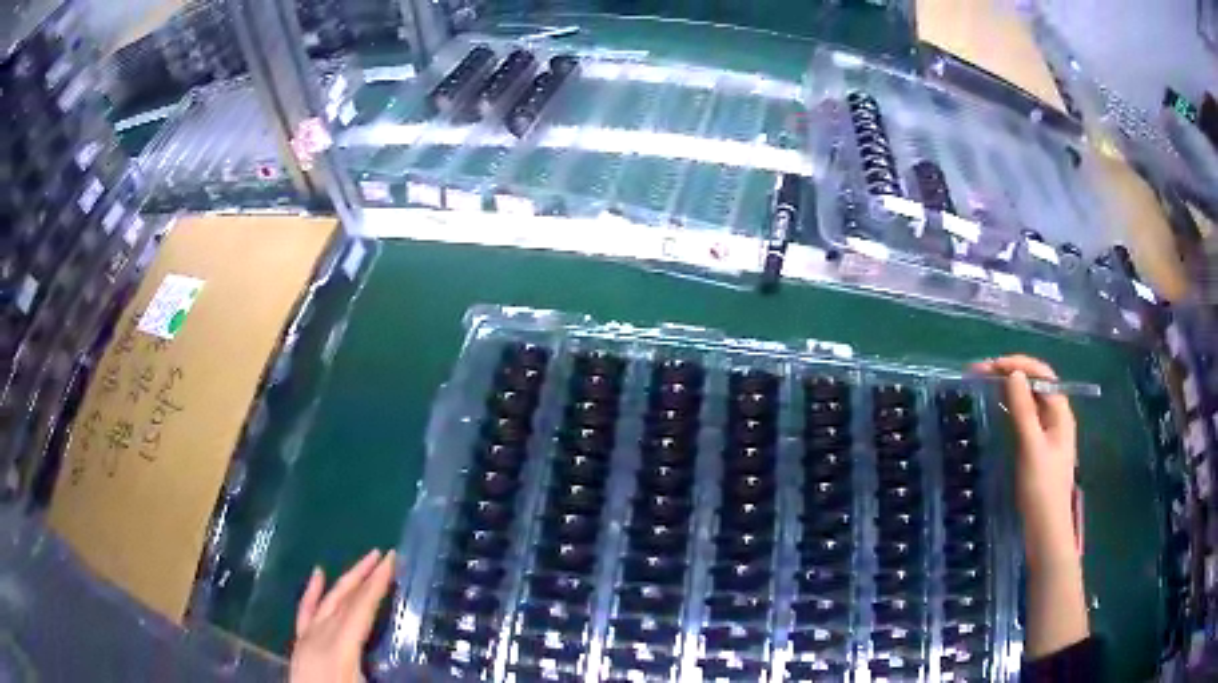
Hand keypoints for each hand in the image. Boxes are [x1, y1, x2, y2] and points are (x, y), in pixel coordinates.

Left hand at [290, 549, 395, 682]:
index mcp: (340, 648)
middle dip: (363, 575)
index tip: (392, 560)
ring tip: (362, 563)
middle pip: (343, 599)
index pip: (361, 608)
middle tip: (382, 555)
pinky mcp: (300, 645)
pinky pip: (305, 612)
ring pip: (326, 601)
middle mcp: (320, 637)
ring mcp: (307, 639)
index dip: (377, 583)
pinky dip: (312, 592)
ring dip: (345, 580)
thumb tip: (430, 669)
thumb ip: (393, 675)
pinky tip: (317, 574)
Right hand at [970, 355, 1077, 568]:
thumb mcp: (1031, 447)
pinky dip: (1009, 408)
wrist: (1045, 530)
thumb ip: (1024, 411)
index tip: (992, 365)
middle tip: (980, 374)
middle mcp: (1055, 417)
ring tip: (983, 386)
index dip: (1019, 364)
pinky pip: (1024, 417)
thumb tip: (1013, 374)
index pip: (1042, 374)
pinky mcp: (1037, 448)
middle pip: (1035, 385)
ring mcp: (1046, 433)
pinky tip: (996, 411)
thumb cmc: (1042, 489)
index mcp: (1060, 413)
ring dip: (1008, 390)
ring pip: (1028, 401)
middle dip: (1010, 374)